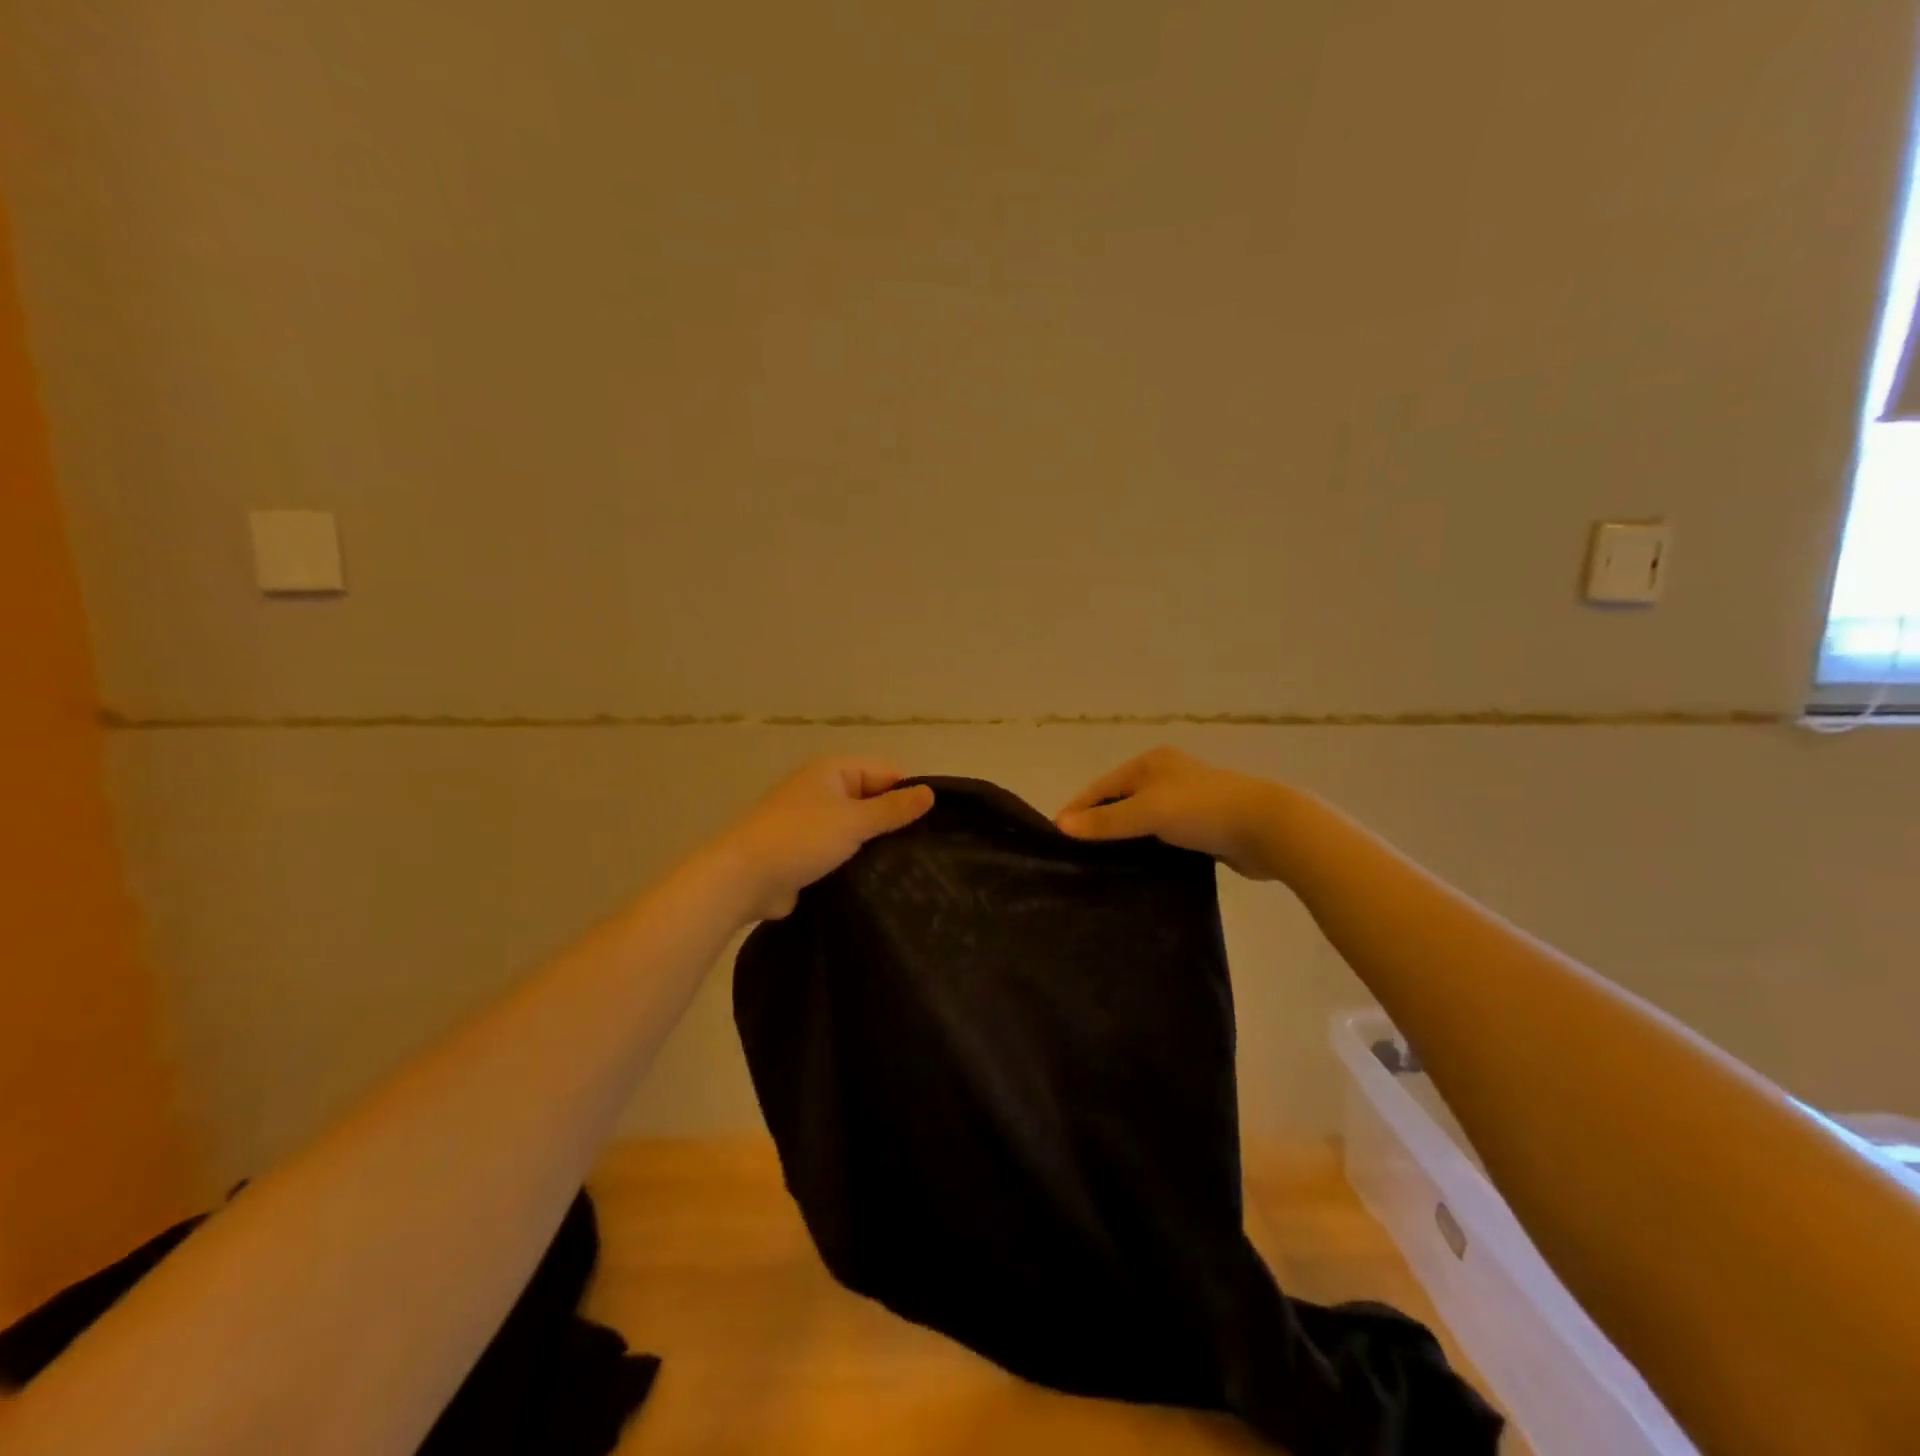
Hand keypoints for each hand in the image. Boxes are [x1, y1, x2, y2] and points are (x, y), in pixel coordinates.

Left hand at [718, 759, 934, 919]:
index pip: (885, 772)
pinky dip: (856, 860)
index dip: (908, 794)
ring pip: (857, 828)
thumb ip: (893, 809)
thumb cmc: (799, 839)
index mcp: (832, 771)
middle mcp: (822, 790)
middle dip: (893, 821)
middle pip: (872, 799)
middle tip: (926, 849)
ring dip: (875, 844)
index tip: (934, 824)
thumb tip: (930, 792)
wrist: (741, 879)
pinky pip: (841, 850)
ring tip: (909, 866)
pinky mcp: (805, 851)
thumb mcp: (853, 821)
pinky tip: (880, 879)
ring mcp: (811, 821)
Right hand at [1055, 746, 1283, 878]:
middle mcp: (1166, 776)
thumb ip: (1106, 821)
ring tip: (1100, 864)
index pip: (1102, 786)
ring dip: (1124, 838)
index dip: (1078, 808)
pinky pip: (1162, 836)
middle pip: (1120, 800)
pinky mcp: (1202, 826)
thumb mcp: (1147, 812)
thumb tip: (1061, 825)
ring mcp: (1186, 801)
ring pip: (1142, 820)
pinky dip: (1148, 848)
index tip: (1056, 835)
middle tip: (1076, 854)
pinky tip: (1137, 868)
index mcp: (1151, 763)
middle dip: (1099, 824)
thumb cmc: (1202, 810)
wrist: (1268, 828)